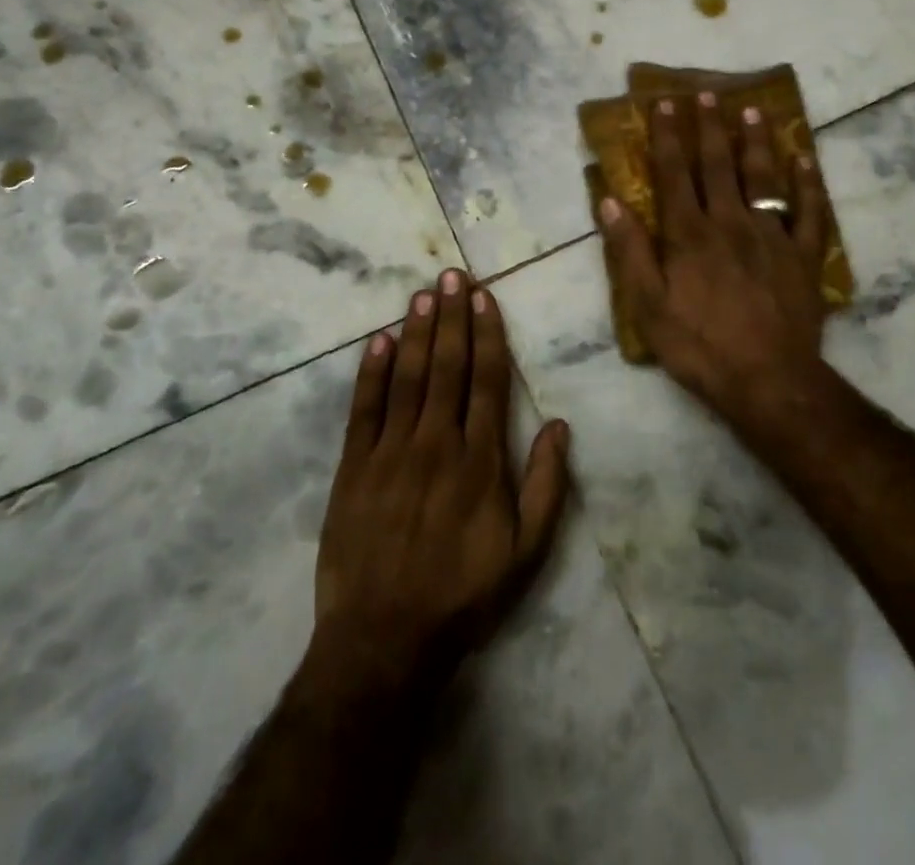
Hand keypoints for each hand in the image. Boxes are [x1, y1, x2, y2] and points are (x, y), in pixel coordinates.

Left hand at [312, 271, 571, 693]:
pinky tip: (379, 340)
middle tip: (453, 275)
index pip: (487, 380)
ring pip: (408, 377)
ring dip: (417, 331)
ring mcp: (391, 452)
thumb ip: (547, 486)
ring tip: (424, 293)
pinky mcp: (354, 468)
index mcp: (480, 459)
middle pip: (447, 366)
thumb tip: (561, 426)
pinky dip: (372, 372)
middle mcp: (437, 443)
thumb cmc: (462, 593)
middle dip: (452, 316)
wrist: (384, 639)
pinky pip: (364, 410)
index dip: (487, 334)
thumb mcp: (526, 552)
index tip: (485, 298)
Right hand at [599, 93, 833, 437]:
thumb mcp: (648, 306)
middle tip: (707, 93)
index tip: (664, 104)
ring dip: (755, 142)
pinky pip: (808, 211)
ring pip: (763, 178)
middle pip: (718, 165)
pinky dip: (807, 183)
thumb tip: (610, 201)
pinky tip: (804, 159)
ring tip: (752, 110)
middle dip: (710, 127)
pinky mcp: (803, 256)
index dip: (668, 137)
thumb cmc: (699, 346)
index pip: (674, 173)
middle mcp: (730, 222)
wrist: (768, 381)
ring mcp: (771, 236)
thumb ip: (630, 251)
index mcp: (689, 234)